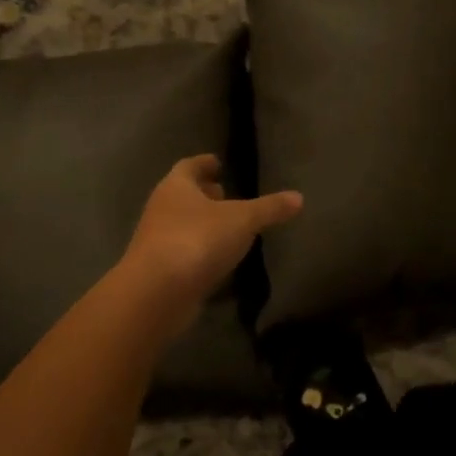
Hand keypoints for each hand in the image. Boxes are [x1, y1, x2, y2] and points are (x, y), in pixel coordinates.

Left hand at [120, 155, 302, 310]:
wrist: (156, 293)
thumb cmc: (197, 240)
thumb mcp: (242, 220)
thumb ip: (269, 209)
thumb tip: (299, 197)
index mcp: (176, 187)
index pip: (189, 166)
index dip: (204, 163)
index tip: (218, 163)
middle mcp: (162, 209)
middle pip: (183, 195)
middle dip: (204, 193)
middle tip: (226, 193)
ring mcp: (157, 241)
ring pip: (182, 223)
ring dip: (202, 223)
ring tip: (228, 226)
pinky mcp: (160, 271)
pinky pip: (184, 252)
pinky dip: (200, 250)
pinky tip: (219, 258)